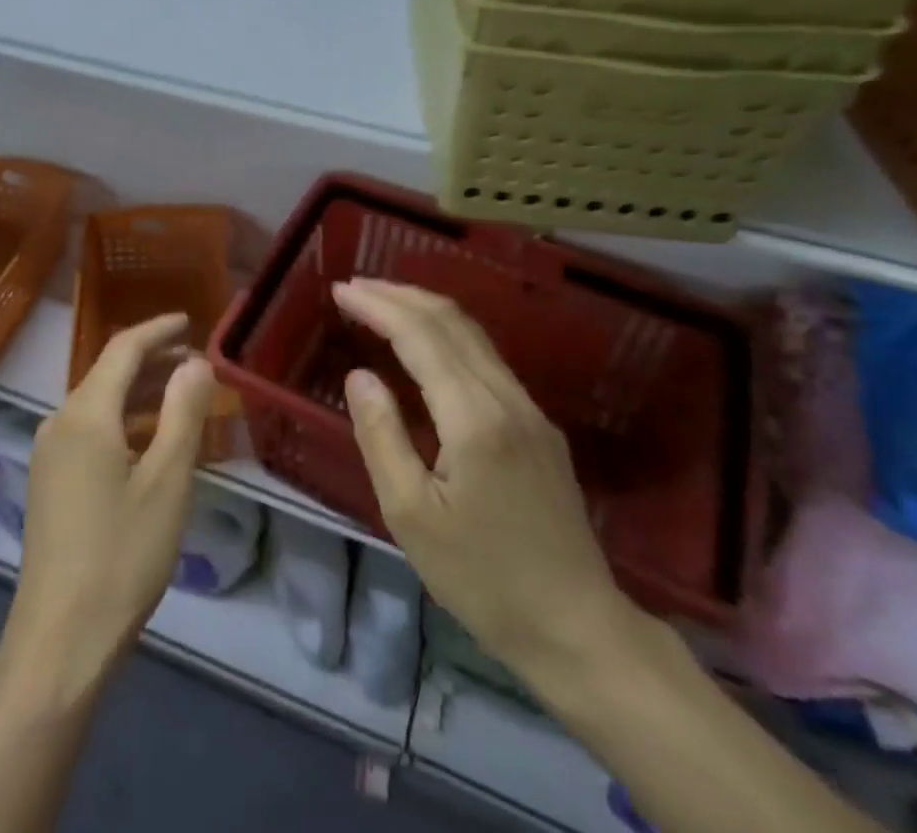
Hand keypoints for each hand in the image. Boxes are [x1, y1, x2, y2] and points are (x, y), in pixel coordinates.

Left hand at [0, 313, 215, 696]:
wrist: (59, 639)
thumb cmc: (122, 555)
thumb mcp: (167, 481)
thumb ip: (183, 413)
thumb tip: (196, 362)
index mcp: (85, 413)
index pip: (123, 348)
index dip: (158, 330)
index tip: (190, 321)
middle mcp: (59, 422)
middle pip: (108, 373)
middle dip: (153, 361)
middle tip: (197, 363)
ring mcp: (49, 453)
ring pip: (99, 403)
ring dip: (140, 393)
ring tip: (182, 396)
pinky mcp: (48, 481)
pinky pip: (90, 430)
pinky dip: (123, 421)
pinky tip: (149, 441)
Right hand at [334, 278, 641, 685]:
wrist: (578, 629)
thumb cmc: (482, 578)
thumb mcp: (410, 515)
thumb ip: (381, 436)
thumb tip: (360, 375)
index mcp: (474, 418)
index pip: (419, 336)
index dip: (377, 306)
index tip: (339, 290)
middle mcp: (507, 398)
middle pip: (450, 321)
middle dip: (398, 295)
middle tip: (353, 287)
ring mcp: (529, 410)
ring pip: (473, 335)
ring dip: (423, 309)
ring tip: (381, 302)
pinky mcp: (538, 426)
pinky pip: (486, 358)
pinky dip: (447, 334)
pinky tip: (425, 345)